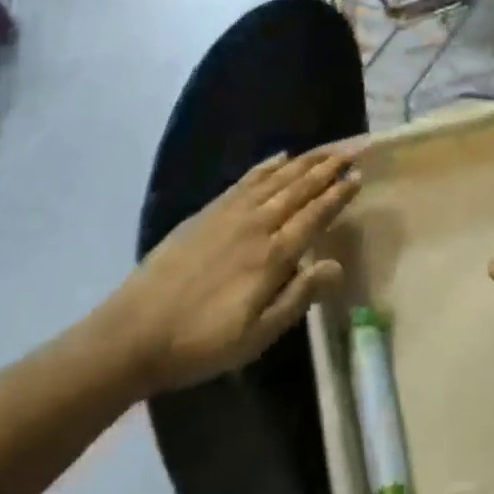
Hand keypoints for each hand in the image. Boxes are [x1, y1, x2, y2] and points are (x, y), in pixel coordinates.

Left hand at [104, 149, 358, 392]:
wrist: (136, 331)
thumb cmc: (202, 342)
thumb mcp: (256, 335)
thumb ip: (298, 297)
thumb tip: (336, 265)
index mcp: (272, 256)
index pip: (314, 217)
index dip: (337, 196)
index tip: (357, 178)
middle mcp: (256, 225)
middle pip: (298, 190)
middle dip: (326, 170)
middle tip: (350, 152)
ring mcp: (230, 214)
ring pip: (275, 179)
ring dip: (303, 163)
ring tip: (324, 150)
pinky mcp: (208, 211)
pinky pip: (246, 180)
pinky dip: (266, 167)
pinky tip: (279, 158)